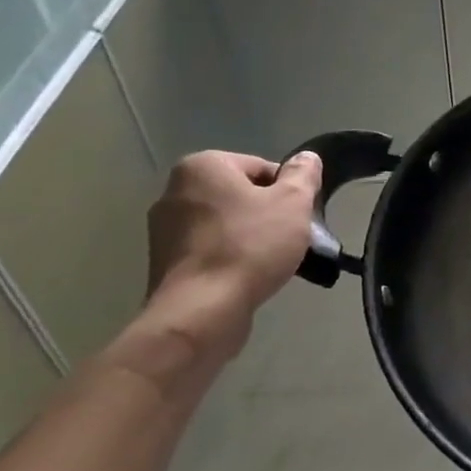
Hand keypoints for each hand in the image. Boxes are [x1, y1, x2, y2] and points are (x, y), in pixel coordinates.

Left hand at [144, 150, 322, 351]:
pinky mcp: (165, 263)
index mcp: (203, 167)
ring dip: (251, 237)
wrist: (201, 312)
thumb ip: (303, 175)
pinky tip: (248, 276)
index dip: (289, 191)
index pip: (262, 167)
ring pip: (227, 223)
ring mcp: (164, 229)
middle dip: (268, 213)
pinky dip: (231, 257)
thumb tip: (306, 158)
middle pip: (242, 195)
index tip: (300, 216)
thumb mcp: (293, 203)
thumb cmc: (250, 246)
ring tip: (272, 261)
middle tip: (291, 237)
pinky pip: (211, 249)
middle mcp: (174, 191)